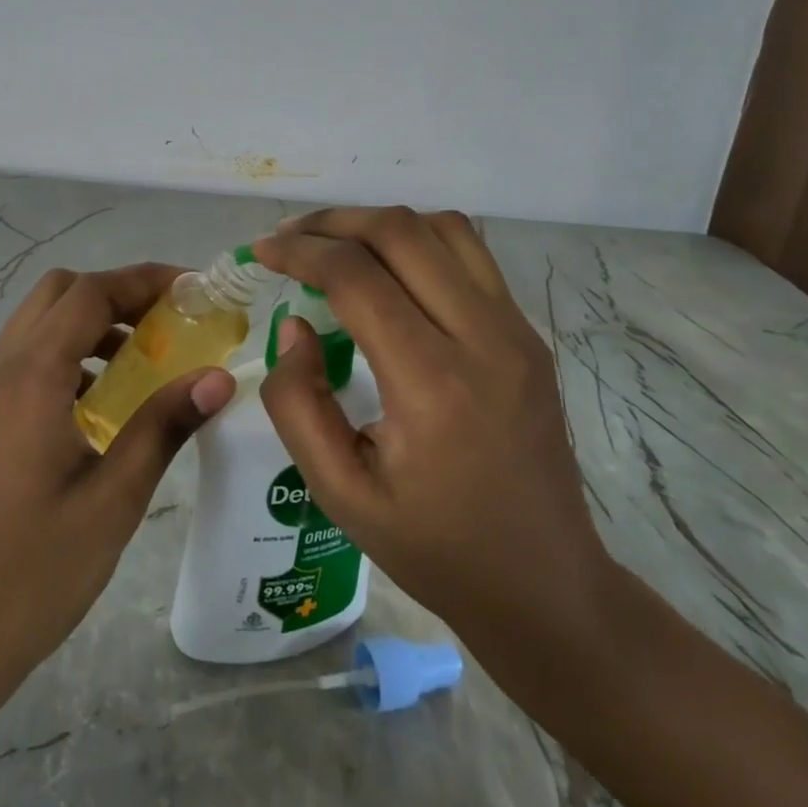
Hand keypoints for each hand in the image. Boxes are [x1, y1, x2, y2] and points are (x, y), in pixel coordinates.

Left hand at [0, 263, 234, 726]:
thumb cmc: (31, 576)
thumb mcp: (112, 501)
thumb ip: (164, 426)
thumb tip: (218, 377)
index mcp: (30, 377)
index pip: (91, 293)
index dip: (145, 280)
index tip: (194, 291)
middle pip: (59, 292)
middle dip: (117, 293)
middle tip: (169, 324)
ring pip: (38, 323)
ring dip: (91, 322)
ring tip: (143, 362)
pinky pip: (24, 358)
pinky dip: (67, 354)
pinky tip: (99, 404)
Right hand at [253, 209, 614, 663]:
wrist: (545, 584)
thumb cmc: (435, 548)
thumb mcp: (340, 494)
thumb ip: (298, 404)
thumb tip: (295, 326)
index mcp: (433, 385)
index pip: (357, 277)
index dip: (300, 252)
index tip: (262, 251)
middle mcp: (483, 339)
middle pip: (402, 233)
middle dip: (334, 222)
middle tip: (290, 238)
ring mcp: (516, 331)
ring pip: (444, 229)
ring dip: (380, 224)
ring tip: (336, 245)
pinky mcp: (528, 335)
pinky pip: (471, 256)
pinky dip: (419, 242)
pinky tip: (388, 270)